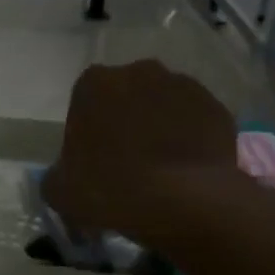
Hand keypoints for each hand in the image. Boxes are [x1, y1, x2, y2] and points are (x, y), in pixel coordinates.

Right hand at [45, 60, 239, 241]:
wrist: (186, 202)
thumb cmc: (111, 188)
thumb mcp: (59, 190)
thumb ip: (57, 174)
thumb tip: (65, 175)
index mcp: (94, 83)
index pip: (85, 98)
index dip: (88, 127)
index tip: (92, 156)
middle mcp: (139, 72)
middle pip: (126, 94)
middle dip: (125, 118)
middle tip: (125, 159)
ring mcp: (184, 86)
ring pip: (163, 103)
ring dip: (159, 124)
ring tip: (159, 165)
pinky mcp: (218, 107)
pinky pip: (195, 120)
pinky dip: (190, 137)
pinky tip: (185, 168)